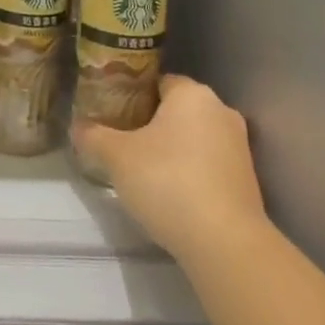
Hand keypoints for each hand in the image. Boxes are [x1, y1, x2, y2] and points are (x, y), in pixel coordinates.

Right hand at [75, 75, 267, 267]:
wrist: (225, 243)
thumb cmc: (167, 182)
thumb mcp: (116, 157)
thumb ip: (93, 136)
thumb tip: (76, 127)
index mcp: (192, 94)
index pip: (157, 81)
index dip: (132, 95)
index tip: (112, 114)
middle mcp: (221, 110)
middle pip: (176, 108)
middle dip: (150, 122)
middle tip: (122, 140)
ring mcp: (239, 146)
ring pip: (194, 136)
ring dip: (172, 148)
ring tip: (142, 169)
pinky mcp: (247, 179)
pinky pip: (209, 162)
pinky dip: (190, 170)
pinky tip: (170, 191)